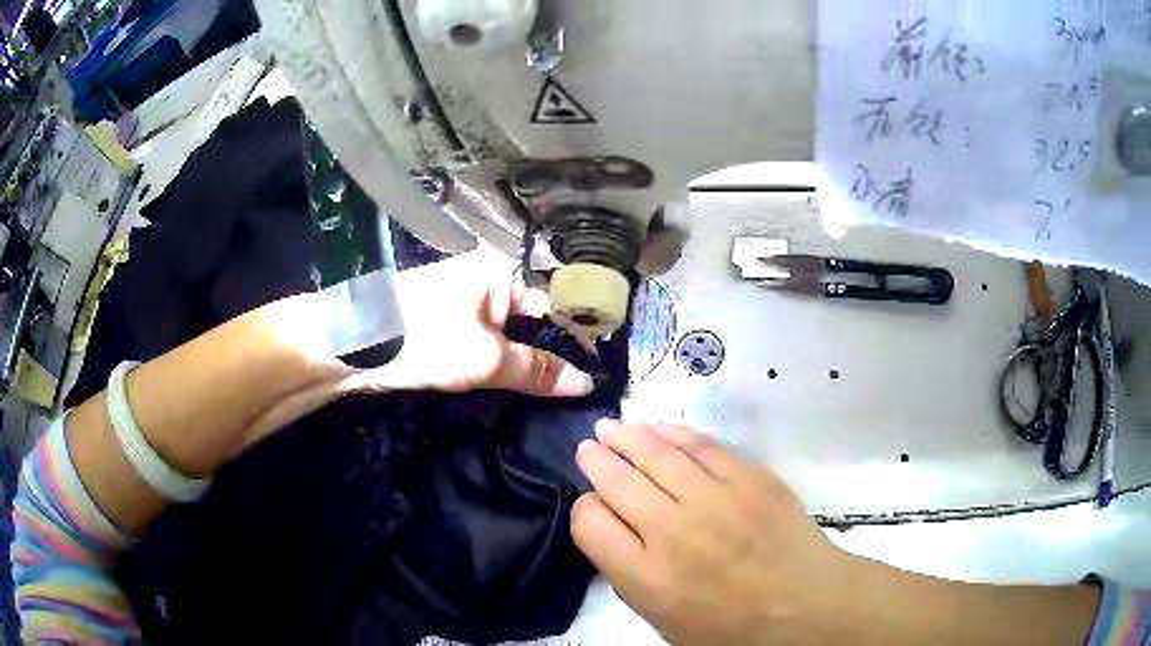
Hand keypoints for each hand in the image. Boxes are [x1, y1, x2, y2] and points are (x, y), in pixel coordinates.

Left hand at [345, 251, 593, 397]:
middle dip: (557, 345)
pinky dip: (508, 351)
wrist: (353, 344)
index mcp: (501, 269)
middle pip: (537, 311)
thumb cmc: (423, 340)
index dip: (579, 334)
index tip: (600, 366)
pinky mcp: (451, 314)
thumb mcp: (485, 359)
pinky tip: (526, 373)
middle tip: (585, 380)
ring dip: (532, 352)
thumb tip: (586, 383)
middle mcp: (489, 273)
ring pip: (515, 324)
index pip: (556, 300)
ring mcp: (468, 292)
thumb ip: (537, 371)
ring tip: (564, 382)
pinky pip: (493, 331)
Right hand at [571, 420, 867, 645]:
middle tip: (589, 446)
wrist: (804, 604)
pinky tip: (660, 428)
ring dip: (628, 437)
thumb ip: (631, 574)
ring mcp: (714, 499)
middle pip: (617, 481)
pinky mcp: (749, 477)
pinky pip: (702, 446)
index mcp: (646, 577)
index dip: (585, 508)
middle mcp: (671, 532)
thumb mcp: (665, 620)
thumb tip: (615, 526)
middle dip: (597, 460)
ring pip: (656, 454)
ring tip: (613, 428)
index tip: (593, 505)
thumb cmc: (731, 627)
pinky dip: (675, 433)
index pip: (590, 522)